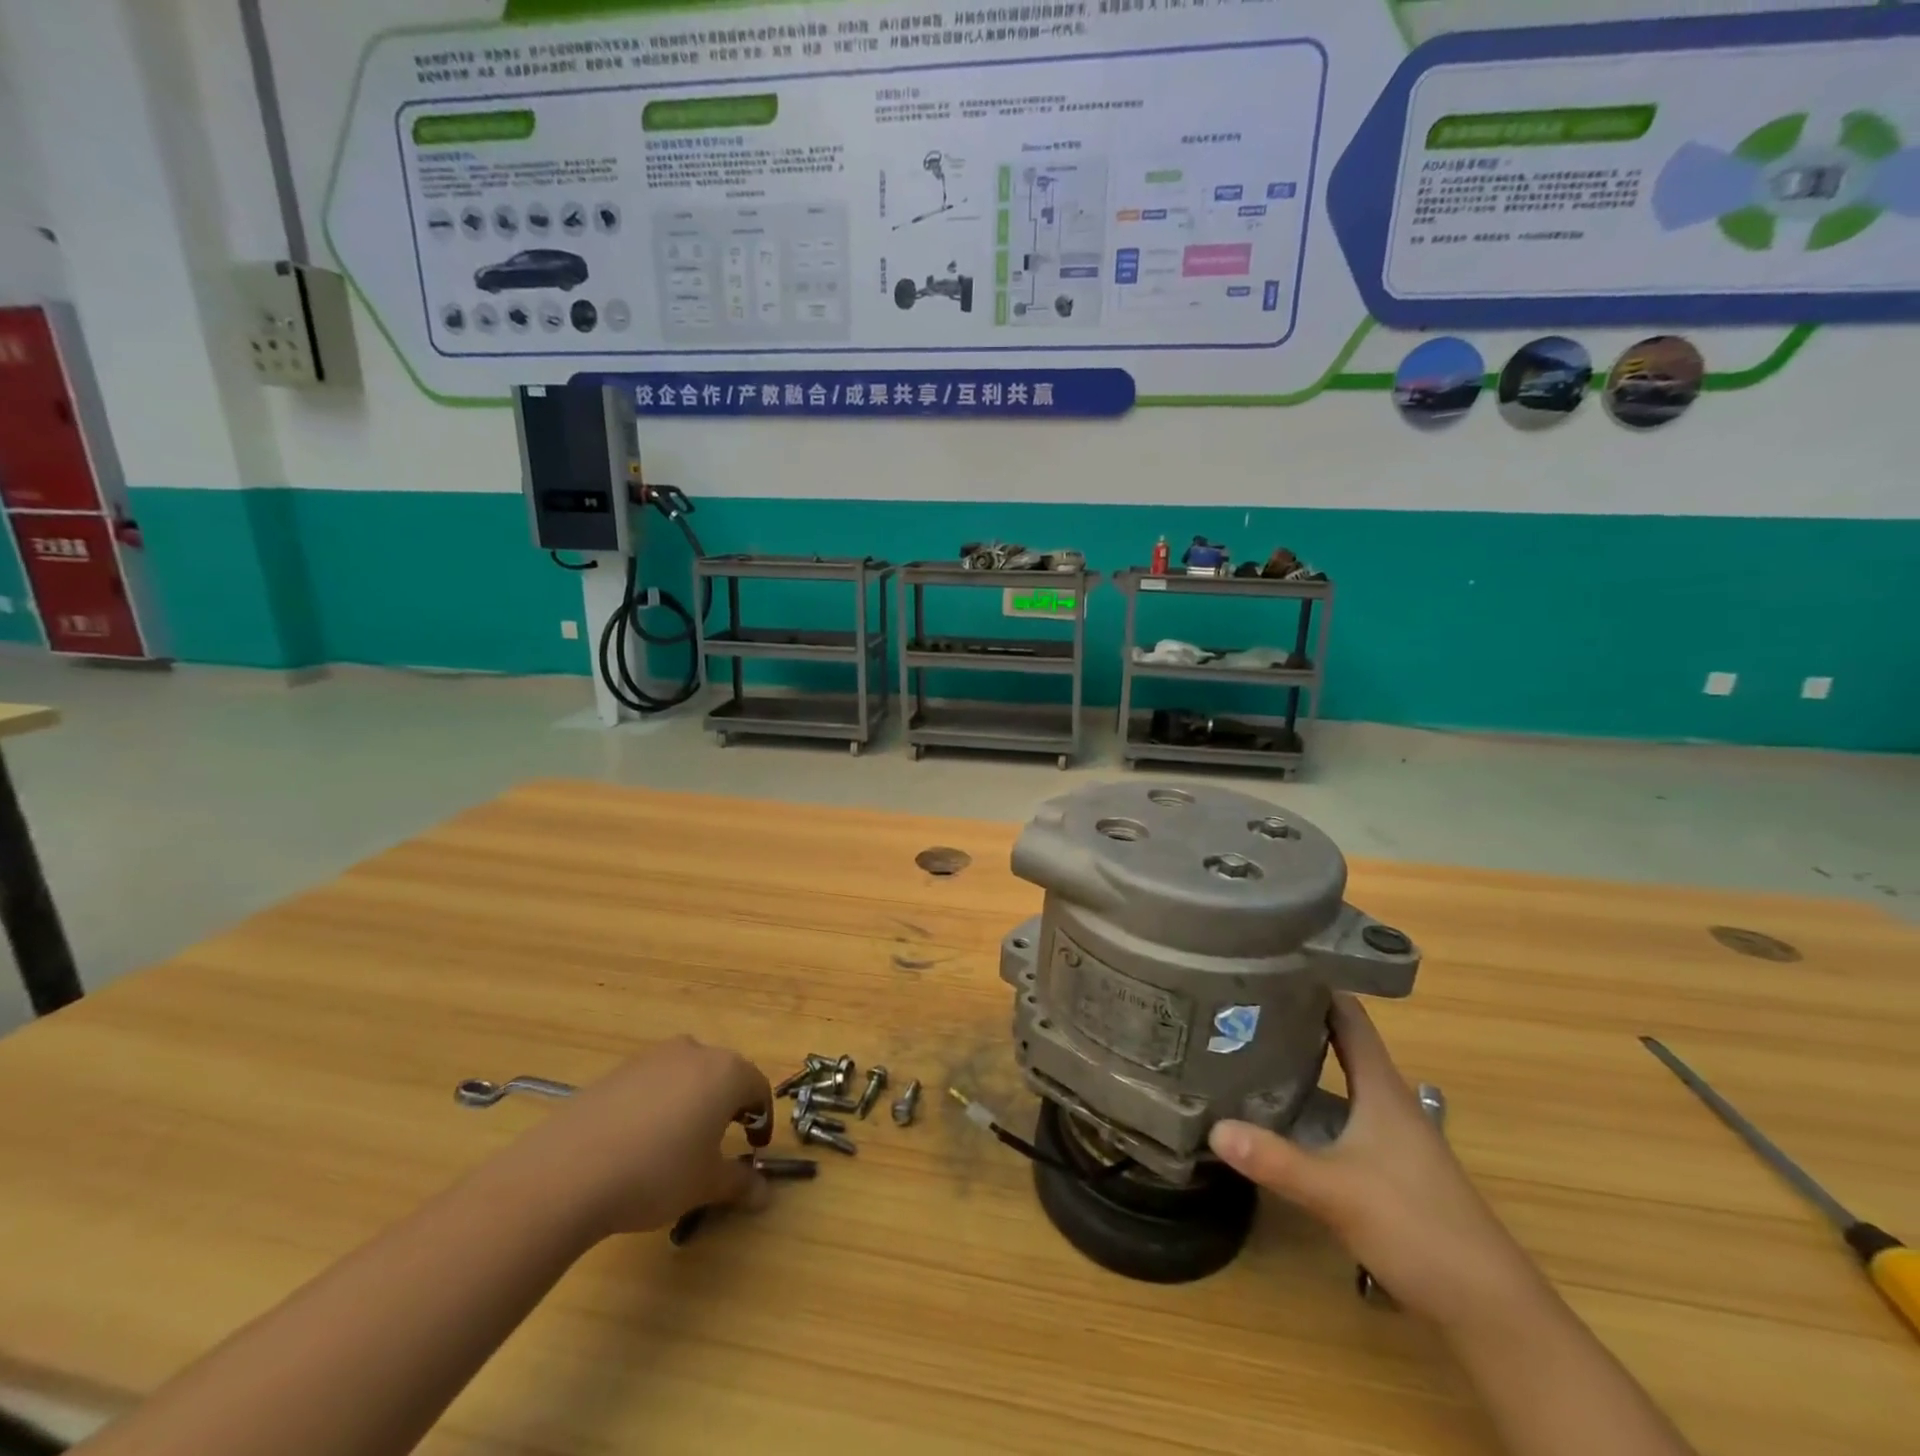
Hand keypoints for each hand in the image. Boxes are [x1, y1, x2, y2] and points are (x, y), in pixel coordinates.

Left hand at [508, 1037, 772, 1238]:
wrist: (568, 1171)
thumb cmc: (656, 1173)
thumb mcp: (705, 1185)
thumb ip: (740, 1183)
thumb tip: (764, 1193)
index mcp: (727, 1072)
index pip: (758, 1088)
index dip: (761, 1120)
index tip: (754, 1149)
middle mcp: (695, 1052)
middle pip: (724, 1075)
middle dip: (728, 1106)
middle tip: (720, 1144)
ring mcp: (653, 1057)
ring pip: (687, 1075)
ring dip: (692, 1102)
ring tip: (678, 1143)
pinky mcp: (618, 1070)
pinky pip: (653, 1082)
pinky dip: (658, 1104)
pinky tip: (639, 1142)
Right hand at [1207, 995, 1545, 1331]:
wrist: (1491, 1310)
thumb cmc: (1419, 1228)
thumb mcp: (1338, 1192)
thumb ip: (1276, 1160)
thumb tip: (1213, 1128)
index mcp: (1382, 1090)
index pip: (1350, 1018)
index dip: (1316, 986)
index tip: (1271, 961)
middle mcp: (1387, 1103)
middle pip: (1339, 1045)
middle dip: (1295, 1021)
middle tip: (1239, 1002)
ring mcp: (1390, 1137)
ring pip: (1338, 1083)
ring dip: (1300, 1064)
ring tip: (1245, 1048)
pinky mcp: (1386, 1168)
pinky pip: (1339, 1116)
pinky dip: (1308, 1104)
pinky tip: (1277, 1114)